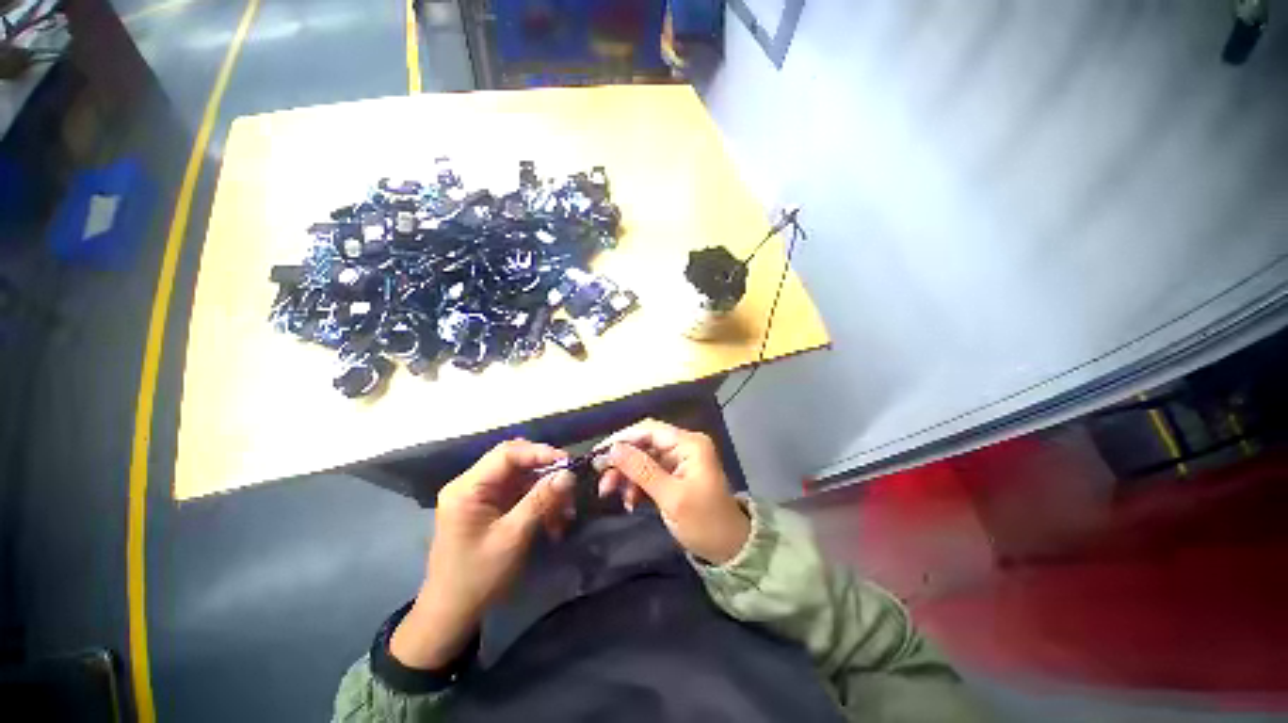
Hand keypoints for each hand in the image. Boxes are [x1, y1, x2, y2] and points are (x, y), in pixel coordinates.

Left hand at [391, 440, 574, 669]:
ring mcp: (481, 496)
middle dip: (545, 472)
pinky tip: (554, 521)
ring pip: (521, 478)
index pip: (507, 454)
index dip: (540, 452)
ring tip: (565, 512)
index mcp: (467, 488)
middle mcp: (471, 485)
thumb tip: (568, 474)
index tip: (568, 463)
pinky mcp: (490, 507)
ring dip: (545, 491)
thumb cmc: (478, 577)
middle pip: (515, 462)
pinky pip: (520, 494)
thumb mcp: (513, 537)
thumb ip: (541, 500)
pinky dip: (539, 503)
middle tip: (569, 485)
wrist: (452, 615)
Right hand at [595, 419, 749, 564]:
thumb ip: (642, 470)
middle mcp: (684, 446)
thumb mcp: (671, 497)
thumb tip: (613, 449)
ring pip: (643, 458)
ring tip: (611, 494)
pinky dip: (636, 484)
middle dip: (622, 461)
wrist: (729, 550)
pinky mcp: (675, 475)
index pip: (649, 430)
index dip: (622, 439)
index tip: (598, 455)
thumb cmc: (704, 523)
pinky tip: (630, 501)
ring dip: (626, 474)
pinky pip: (649, 472)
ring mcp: (679, 460)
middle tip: (602, 481)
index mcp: (689, 444)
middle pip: (644, 443)